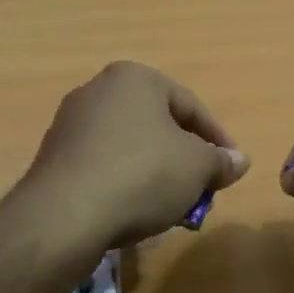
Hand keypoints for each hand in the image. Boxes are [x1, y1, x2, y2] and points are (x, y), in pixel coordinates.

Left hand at [22, 62, 249, 248]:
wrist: (65, 214)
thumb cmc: (142, 174)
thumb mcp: (196, 167)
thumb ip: (220, 161)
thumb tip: (238, 161)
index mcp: (134, 78)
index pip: (190, 105)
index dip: (217, 138)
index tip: (231, 169)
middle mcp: (98, 90)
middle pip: (158, 125)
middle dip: (185, 158)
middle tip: (203, 188)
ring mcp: (71, 123)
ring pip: (130, 146)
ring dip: (156, 173)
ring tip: (172, 206)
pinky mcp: (55, 157)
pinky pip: (103, 164)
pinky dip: (125, 182)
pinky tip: (135, 211)